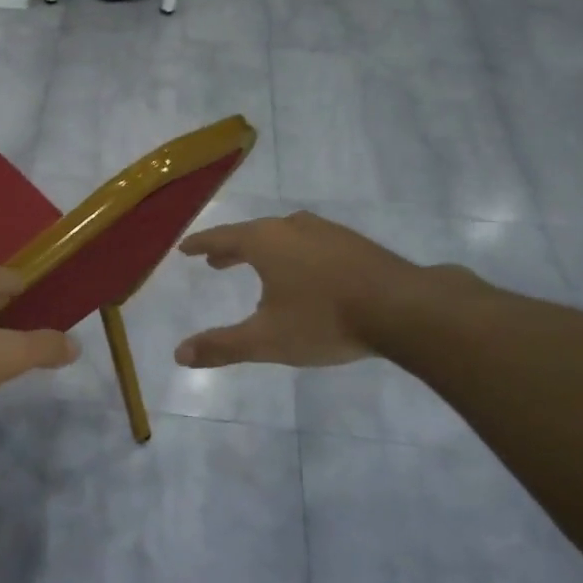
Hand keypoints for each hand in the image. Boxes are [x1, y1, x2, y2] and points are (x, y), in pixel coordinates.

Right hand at [174, 212, 451, 367]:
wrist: (403, 308)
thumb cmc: (324, 320)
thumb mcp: (266, 340)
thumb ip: (221, 346)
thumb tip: (179, 354)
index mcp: (265, 242)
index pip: (222, 237)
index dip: (201, 244)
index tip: (185, 248)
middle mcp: (293, 228)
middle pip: (253, 234)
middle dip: (232, 248)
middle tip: (216, 261)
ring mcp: (327, 232)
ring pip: (285, 236)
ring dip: (264, 249)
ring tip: (258, 265)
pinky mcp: (355, 243)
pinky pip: (311, 243)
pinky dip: (294, 253)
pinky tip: (305, 272)